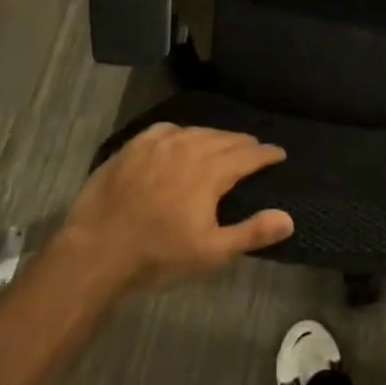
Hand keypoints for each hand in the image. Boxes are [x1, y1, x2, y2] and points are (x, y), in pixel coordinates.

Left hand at [55, 123, 291, 294]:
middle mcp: (189, 147)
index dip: (267, 154)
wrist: (96, 250)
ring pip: (197, 132)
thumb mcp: (211, 252)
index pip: (249, 155)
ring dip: (215, 137)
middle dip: (244, 144)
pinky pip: (167, 130)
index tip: (280, 154)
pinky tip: (182, 139)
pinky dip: (183, 133)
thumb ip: (252, 232)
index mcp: (212, 171)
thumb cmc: (158, 254)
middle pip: (225, 139)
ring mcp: (158, 144)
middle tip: (255, 150)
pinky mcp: (133, 146)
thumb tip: (288, 218)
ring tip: (223, 144)